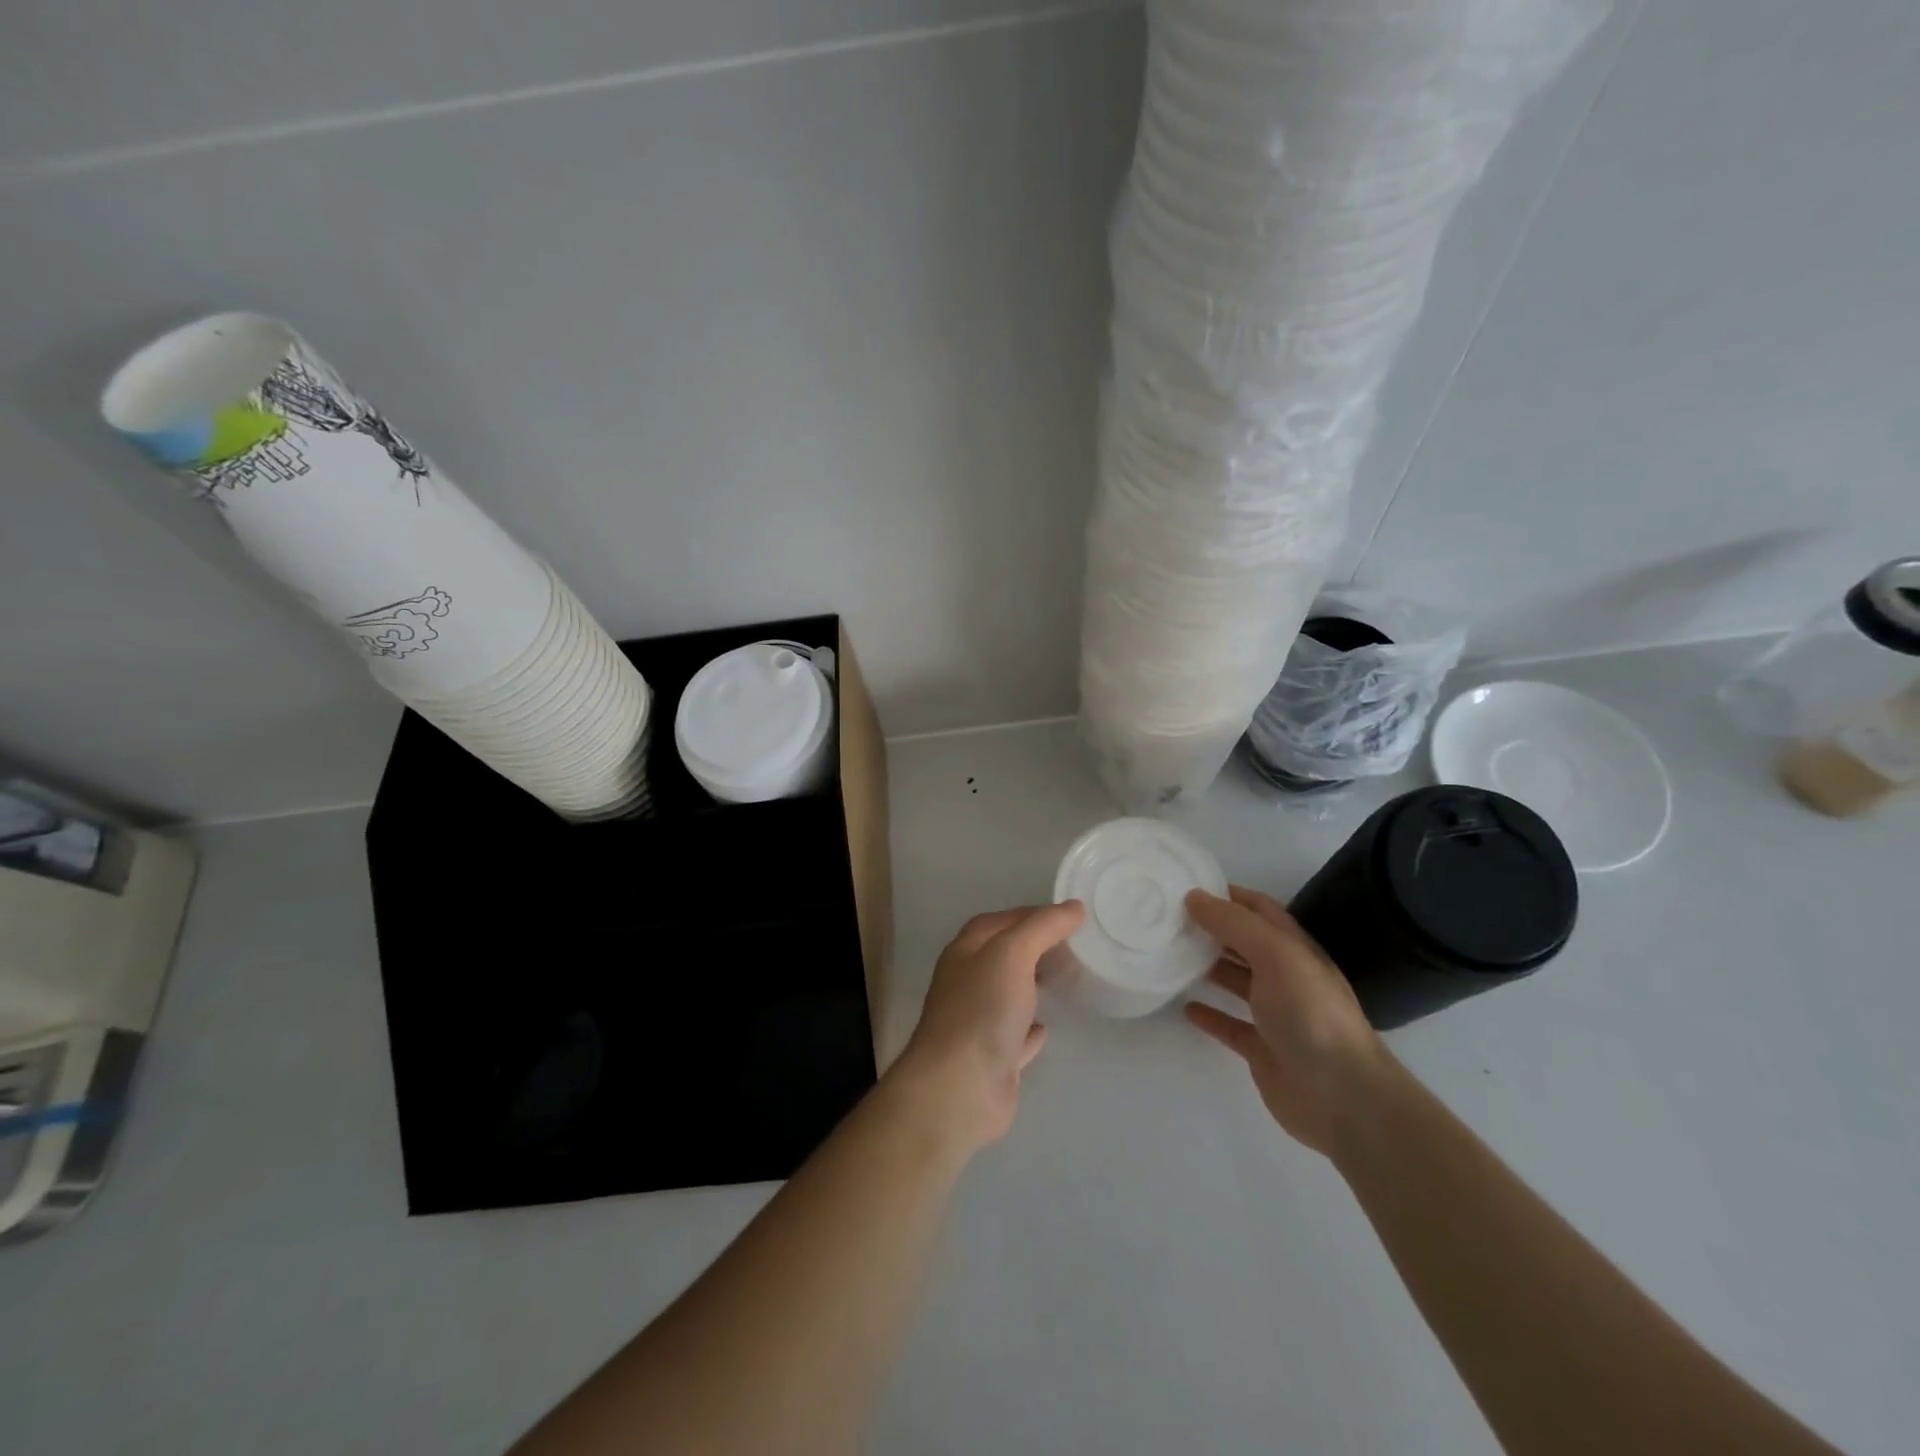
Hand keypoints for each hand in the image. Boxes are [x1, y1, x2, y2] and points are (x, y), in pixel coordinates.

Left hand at [892, 901, 1086, 1148]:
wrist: (959, 1087)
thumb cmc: (982, 1009)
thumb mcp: (1013, 953)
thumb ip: (1043, 927)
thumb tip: (1074, 907)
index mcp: (965, 952)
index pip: (999, 921)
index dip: (1031, 914)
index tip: (1068, 916)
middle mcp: (967, 983)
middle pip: (1003, 956)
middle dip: (1034, 948)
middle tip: (1074, 946)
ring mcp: (978, 1023)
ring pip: (1009, 995)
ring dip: (1032, 985)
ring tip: (1066, 979)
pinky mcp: (992, 1060)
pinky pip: (1015, 1037)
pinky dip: (1030, 1030)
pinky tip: (1046, 1027)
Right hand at [1183, 886, 1392, 1155]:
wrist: (1342, 1096)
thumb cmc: (1311, 1014)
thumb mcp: (1275, 955)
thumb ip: (1234, 924)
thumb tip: (1194, 897)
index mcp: (1294, 948)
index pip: (1259, 909)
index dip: (1228, 895)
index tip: (1186, 886)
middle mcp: (1286, 976)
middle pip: (1244, 943)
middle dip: (1211, 929)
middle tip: (1168, 920)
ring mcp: (1275, 1015)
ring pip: (1236, 981)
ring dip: (1207, 967)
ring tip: (1170, 956)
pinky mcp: (1262, 1049)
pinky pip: (1230, 1025)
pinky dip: (1208, 1014)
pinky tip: (1185, 1008)